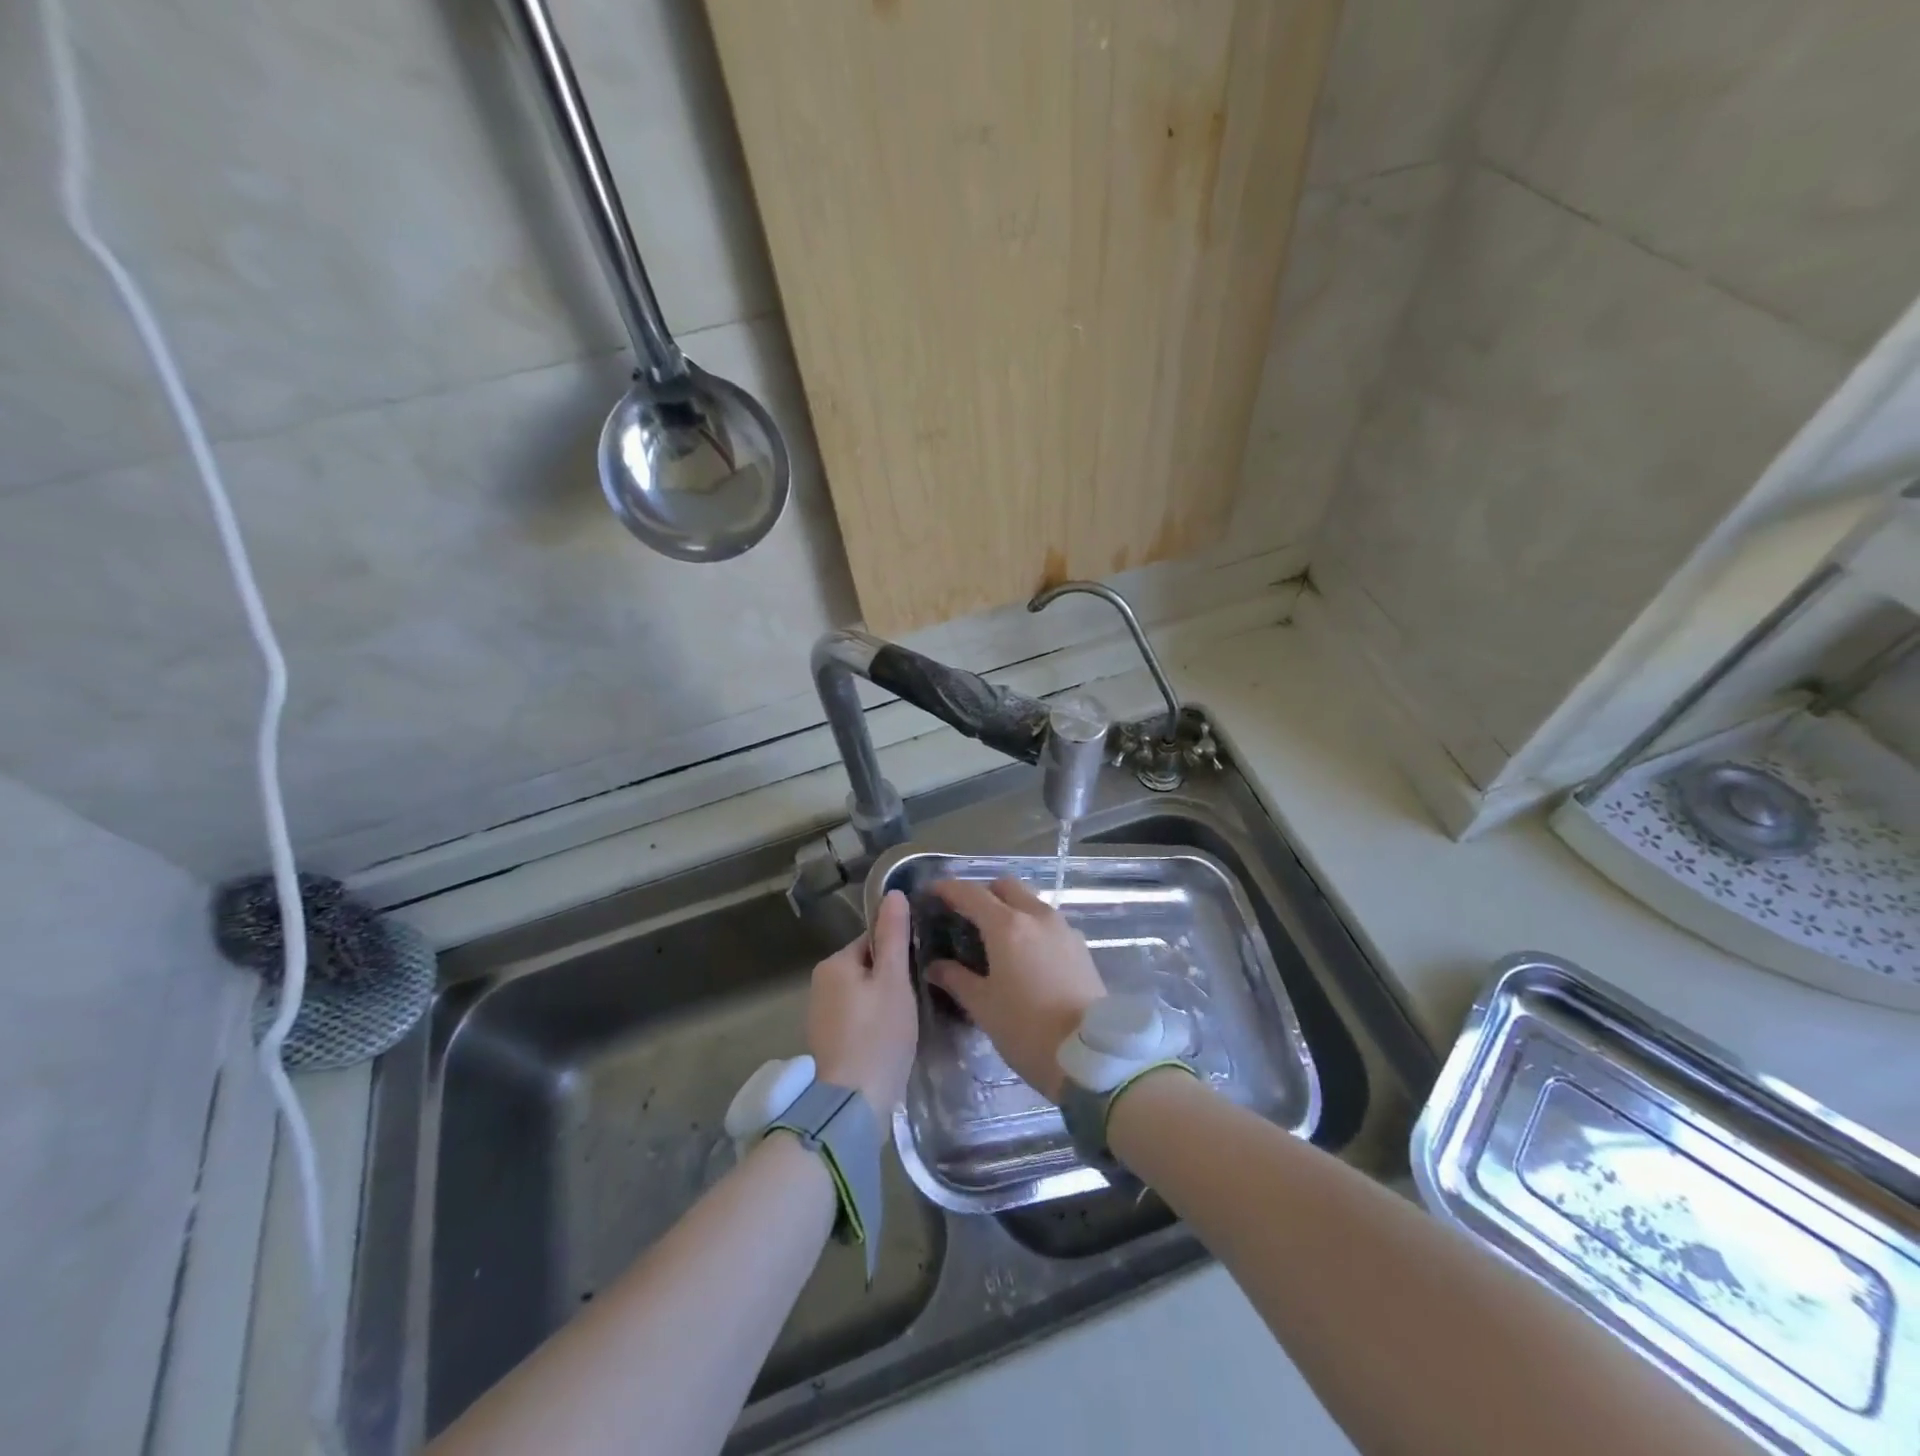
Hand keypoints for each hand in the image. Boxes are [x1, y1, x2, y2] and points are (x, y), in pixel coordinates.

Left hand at [808, 889, 917, 1113]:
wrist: (851, 1104)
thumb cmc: (878, 1035)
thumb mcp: (894, 980)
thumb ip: (894, 936)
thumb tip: (893, 893)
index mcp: (834, 963)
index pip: (873, 941)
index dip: (900, 954)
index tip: (918, 973)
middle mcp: (820, 983)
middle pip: (867, 967)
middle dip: (891, 981)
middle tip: (915, 1001)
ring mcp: (820, 1015)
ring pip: (862, 995)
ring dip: (883, 1004)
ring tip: (904, 1024)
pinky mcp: (826, 1042)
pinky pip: (855, 1019)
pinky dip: (872, 1025)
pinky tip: (888, 1042)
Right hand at [925, 877, 1105, 1101]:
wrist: (1090, 1056)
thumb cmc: (1027, 1030)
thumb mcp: (983, 1007)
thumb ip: (956, 979)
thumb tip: (935, 966)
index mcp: (1007, 926)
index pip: (971, 893)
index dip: (948, 889)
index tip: (931, 892)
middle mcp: (1037, 916)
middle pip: (1005, 887)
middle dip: (982, 892)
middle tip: (964, 914)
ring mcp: (1063, 928)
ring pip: (1030, 901)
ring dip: (1009, 907)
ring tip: (994, 936)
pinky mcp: (1080, 945)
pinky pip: (1048, 922)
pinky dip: (1030, 925)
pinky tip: (1023, 954)